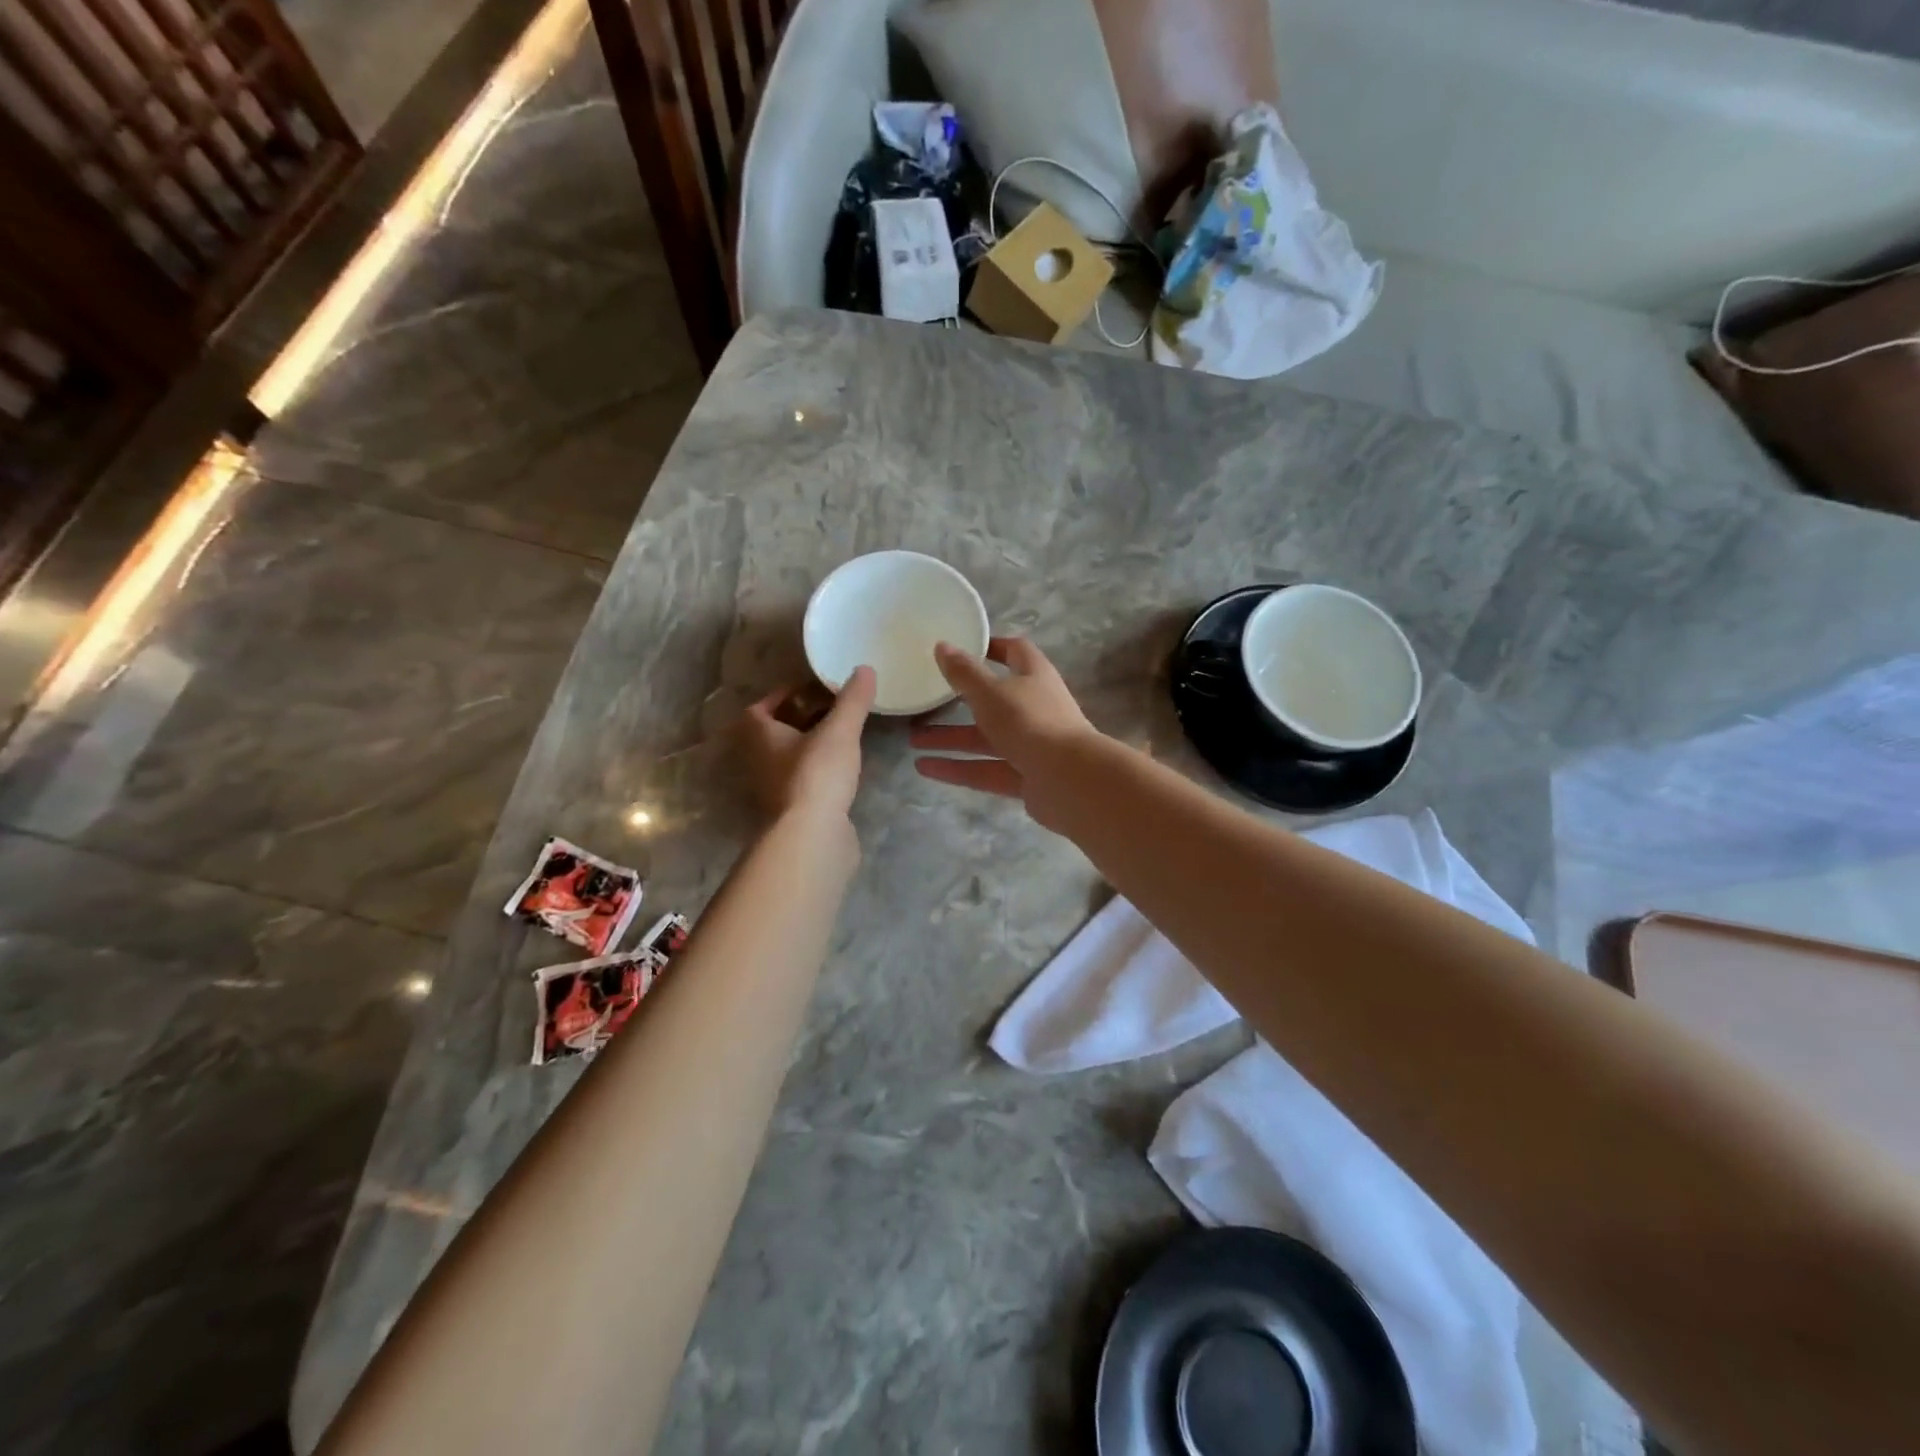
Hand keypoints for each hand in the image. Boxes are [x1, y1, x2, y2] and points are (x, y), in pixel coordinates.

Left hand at [740, 667, 875, 821]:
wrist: (811, 836)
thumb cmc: (816, 775)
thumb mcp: (839, 731)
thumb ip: (852, 701)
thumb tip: (865, 668)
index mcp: (760, 737)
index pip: (758, 709)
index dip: (780, 697)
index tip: (808, 690)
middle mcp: (759, 762)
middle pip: (773, 734)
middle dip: (798, 720)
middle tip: (829, 710)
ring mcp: (774, 790)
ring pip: (787, 759)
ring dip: (808, 747)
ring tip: (840, 737)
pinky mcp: (792, 812)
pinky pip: (803, 782)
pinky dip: (818, 772)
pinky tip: (842, 771)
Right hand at [910, 637, 1099, 820]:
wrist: (1069, 780)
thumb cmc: (1031, 722)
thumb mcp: (991, 693)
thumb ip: (964, 673)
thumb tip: (942, 646)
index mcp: (1034, 677)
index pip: (1015, 652)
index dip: (991, 647)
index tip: (961, 649)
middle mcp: (1035, 708)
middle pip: (993, 700)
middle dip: (958, 702)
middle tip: (924, 702)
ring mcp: (1031, 745)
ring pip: (985, 739)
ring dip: (950, 739)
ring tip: (912, 740)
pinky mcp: (1025, 777)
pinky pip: (985, 769)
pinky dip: (957, 768)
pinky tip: (924, 769)